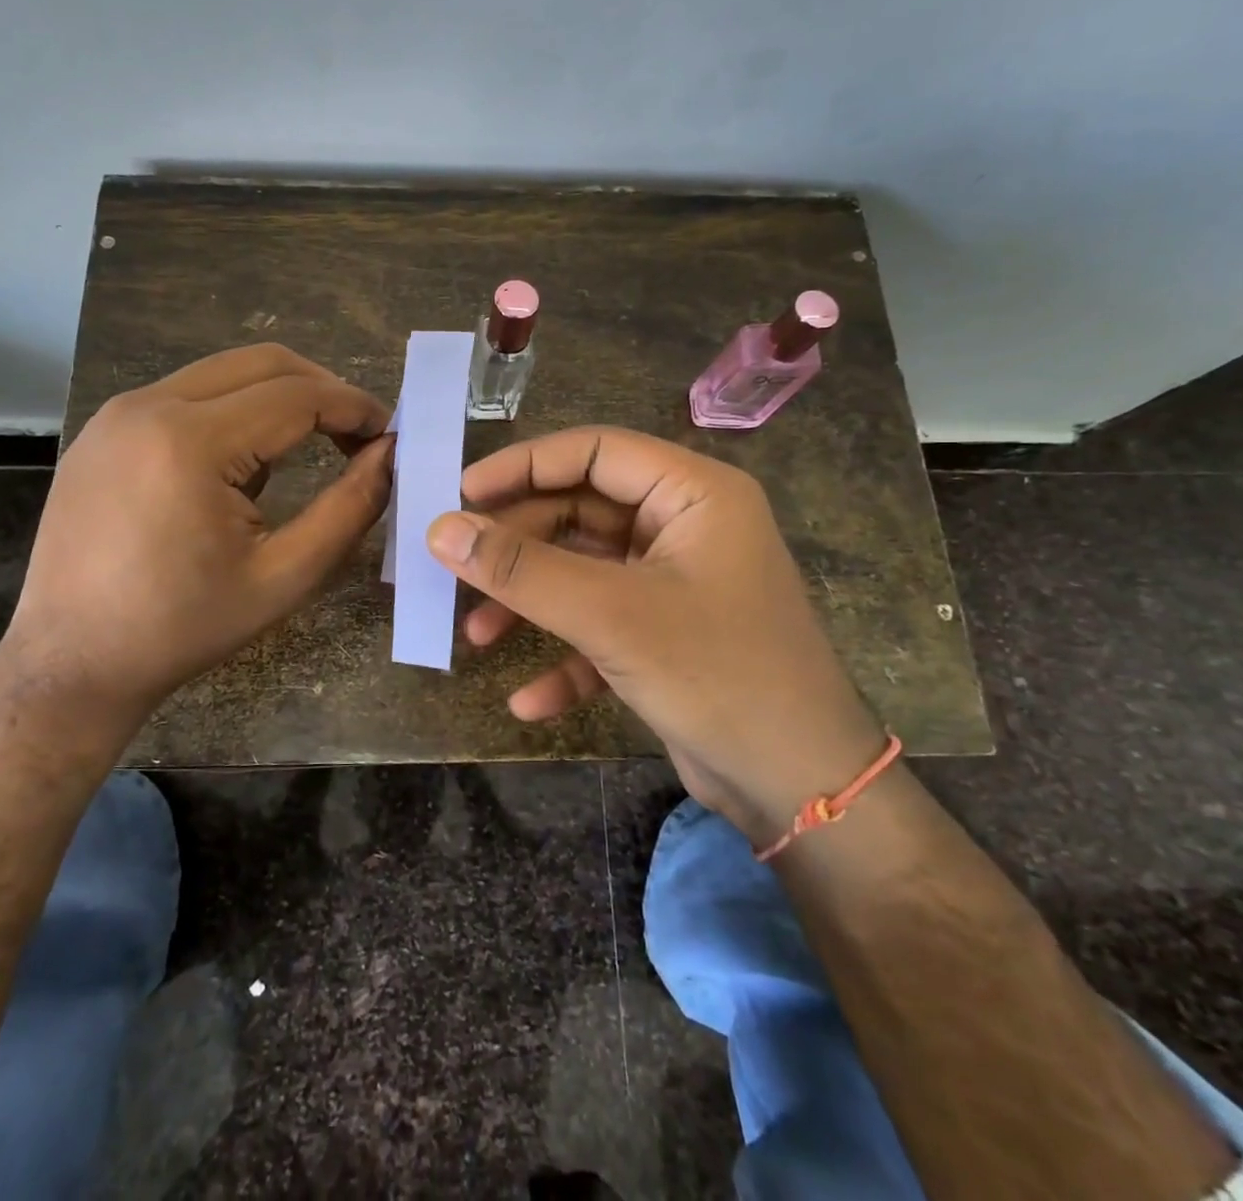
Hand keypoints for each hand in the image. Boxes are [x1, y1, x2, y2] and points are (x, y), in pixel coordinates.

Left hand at [0, 345, 391, 741]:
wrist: (72, 661)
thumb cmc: (184, 628)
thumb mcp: (284, 576)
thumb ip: (349, 508)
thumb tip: (389, 454)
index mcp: (191, 442)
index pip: (298, 395)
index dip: (354, 407)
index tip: (389, 433)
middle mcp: (148, 406)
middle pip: (262, 364)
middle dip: (322, 390)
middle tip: (357, 434)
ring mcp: (117, 414)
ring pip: (222, 374)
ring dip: (277, 399)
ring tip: (307, 450)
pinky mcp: (103, 431)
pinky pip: (185, 397)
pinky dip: (232, 412)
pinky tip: (241, 466)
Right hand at [426, 427, 884, 841]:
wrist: (802, 791)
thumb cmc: (717, 675)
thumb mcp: (610, 616)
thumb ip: (522, 569)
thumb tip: (440, 529)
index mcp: (692, 493)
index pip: (593, 451)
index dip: (523, 466)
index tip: (460, 495)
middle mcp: (684, 526)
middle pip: (580, 513)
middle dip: (518, 547)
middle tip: (455, 569)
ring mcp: (675, 582)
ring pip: (583, 572)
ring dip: (530, 602)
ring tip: (475, 634)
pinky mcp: (665, 634)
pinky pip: (601, 627)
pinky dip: (563, 657)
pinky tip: (528, 701)